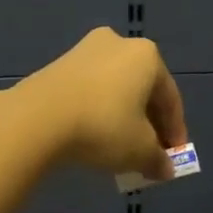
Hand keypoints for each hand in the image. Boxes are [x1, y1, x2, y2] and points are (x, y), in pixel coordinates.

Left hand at [14, 27, 188, 181]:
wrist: (37, 119)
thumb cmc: (103, 127)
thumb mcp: (139, 150)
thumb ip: (157, 159)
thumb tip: (164, 168)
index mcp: (147, 56)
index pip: (170, 99)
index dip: (175, 131)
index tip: (173, 157)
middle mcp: (119, 43)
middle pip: (142, 90)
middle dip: (148, 123)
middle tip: (149, 152)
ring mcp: (85, 50)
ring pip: (115, 89)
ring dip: (123, 117)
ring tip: (121, 147)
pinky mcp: (58, 64)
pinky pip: (90, 90)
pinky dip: (98, 111)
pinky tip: (94, 135)